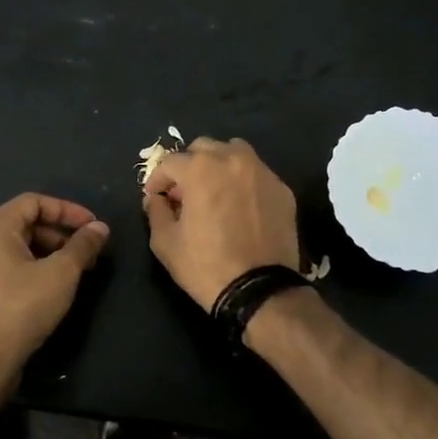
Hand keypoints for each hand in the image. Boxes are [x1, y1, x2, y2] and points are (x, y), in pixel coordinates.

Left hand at [0, 193, 109, 379]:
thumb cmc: (22, 308)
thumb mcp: (61, 273)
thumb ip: (83, 245)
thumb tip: (100, 228)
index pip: (35, 202)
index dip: (68, 210)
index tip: (92, 227)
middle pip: (25, 224)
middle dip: (60, 234)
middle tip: (87, 252)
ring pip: (16, 247)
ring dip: (48, 252)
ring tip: (74, 271)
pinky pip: (5, 267)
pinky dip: (31, 268)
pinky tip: (50, 287)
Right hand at [143, 138, 299, 308]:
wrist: (260, 290)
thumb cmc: (206, 266)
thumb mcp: (166, 242)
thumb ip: (155, 212)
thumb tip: (156, 199)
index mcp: (201, 169)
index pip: (170, 162)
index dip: (157, 179)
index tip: (155, 197)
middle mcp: (233, 160)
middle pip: (204, 148)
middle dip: (188, 166)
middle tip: (183, 193)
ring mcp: (262, 172)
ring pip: (234, 152)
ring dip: (218, 165)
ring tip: (213, 191)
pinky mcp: (282, 189)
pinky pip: (256, 174)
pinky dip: (243, 182)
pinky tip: (239, 206)